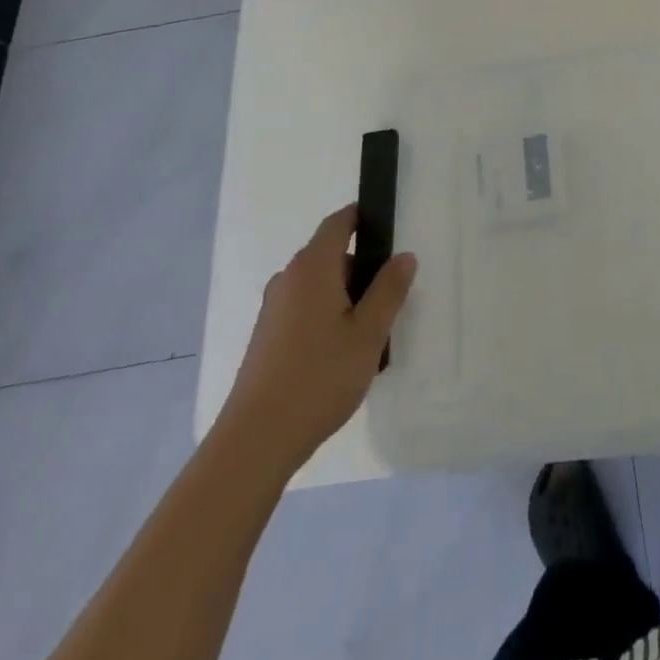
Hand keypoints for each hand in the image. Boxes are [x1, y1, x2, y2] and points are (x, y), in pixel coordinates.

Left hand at [214, 205, 416, 478]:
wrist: (255, 441)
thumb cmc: (319, 377)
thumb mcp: (369, 333)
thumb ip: (389, 290)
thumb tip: (403, 256)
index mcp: (313, 267)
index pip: (338, 223)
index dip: (363, 219)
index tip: (389, 233)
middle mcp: (288, 279)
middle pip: (331, 256)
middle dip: (362, 271)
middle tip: (390, 302)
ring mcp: (273, 309)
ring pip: (319, 287)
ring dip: (346, 300)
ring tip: (369, 338)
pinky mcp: (266, 337)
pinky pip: (305, 310)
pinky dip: (327, 319)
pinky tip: (341, 358)